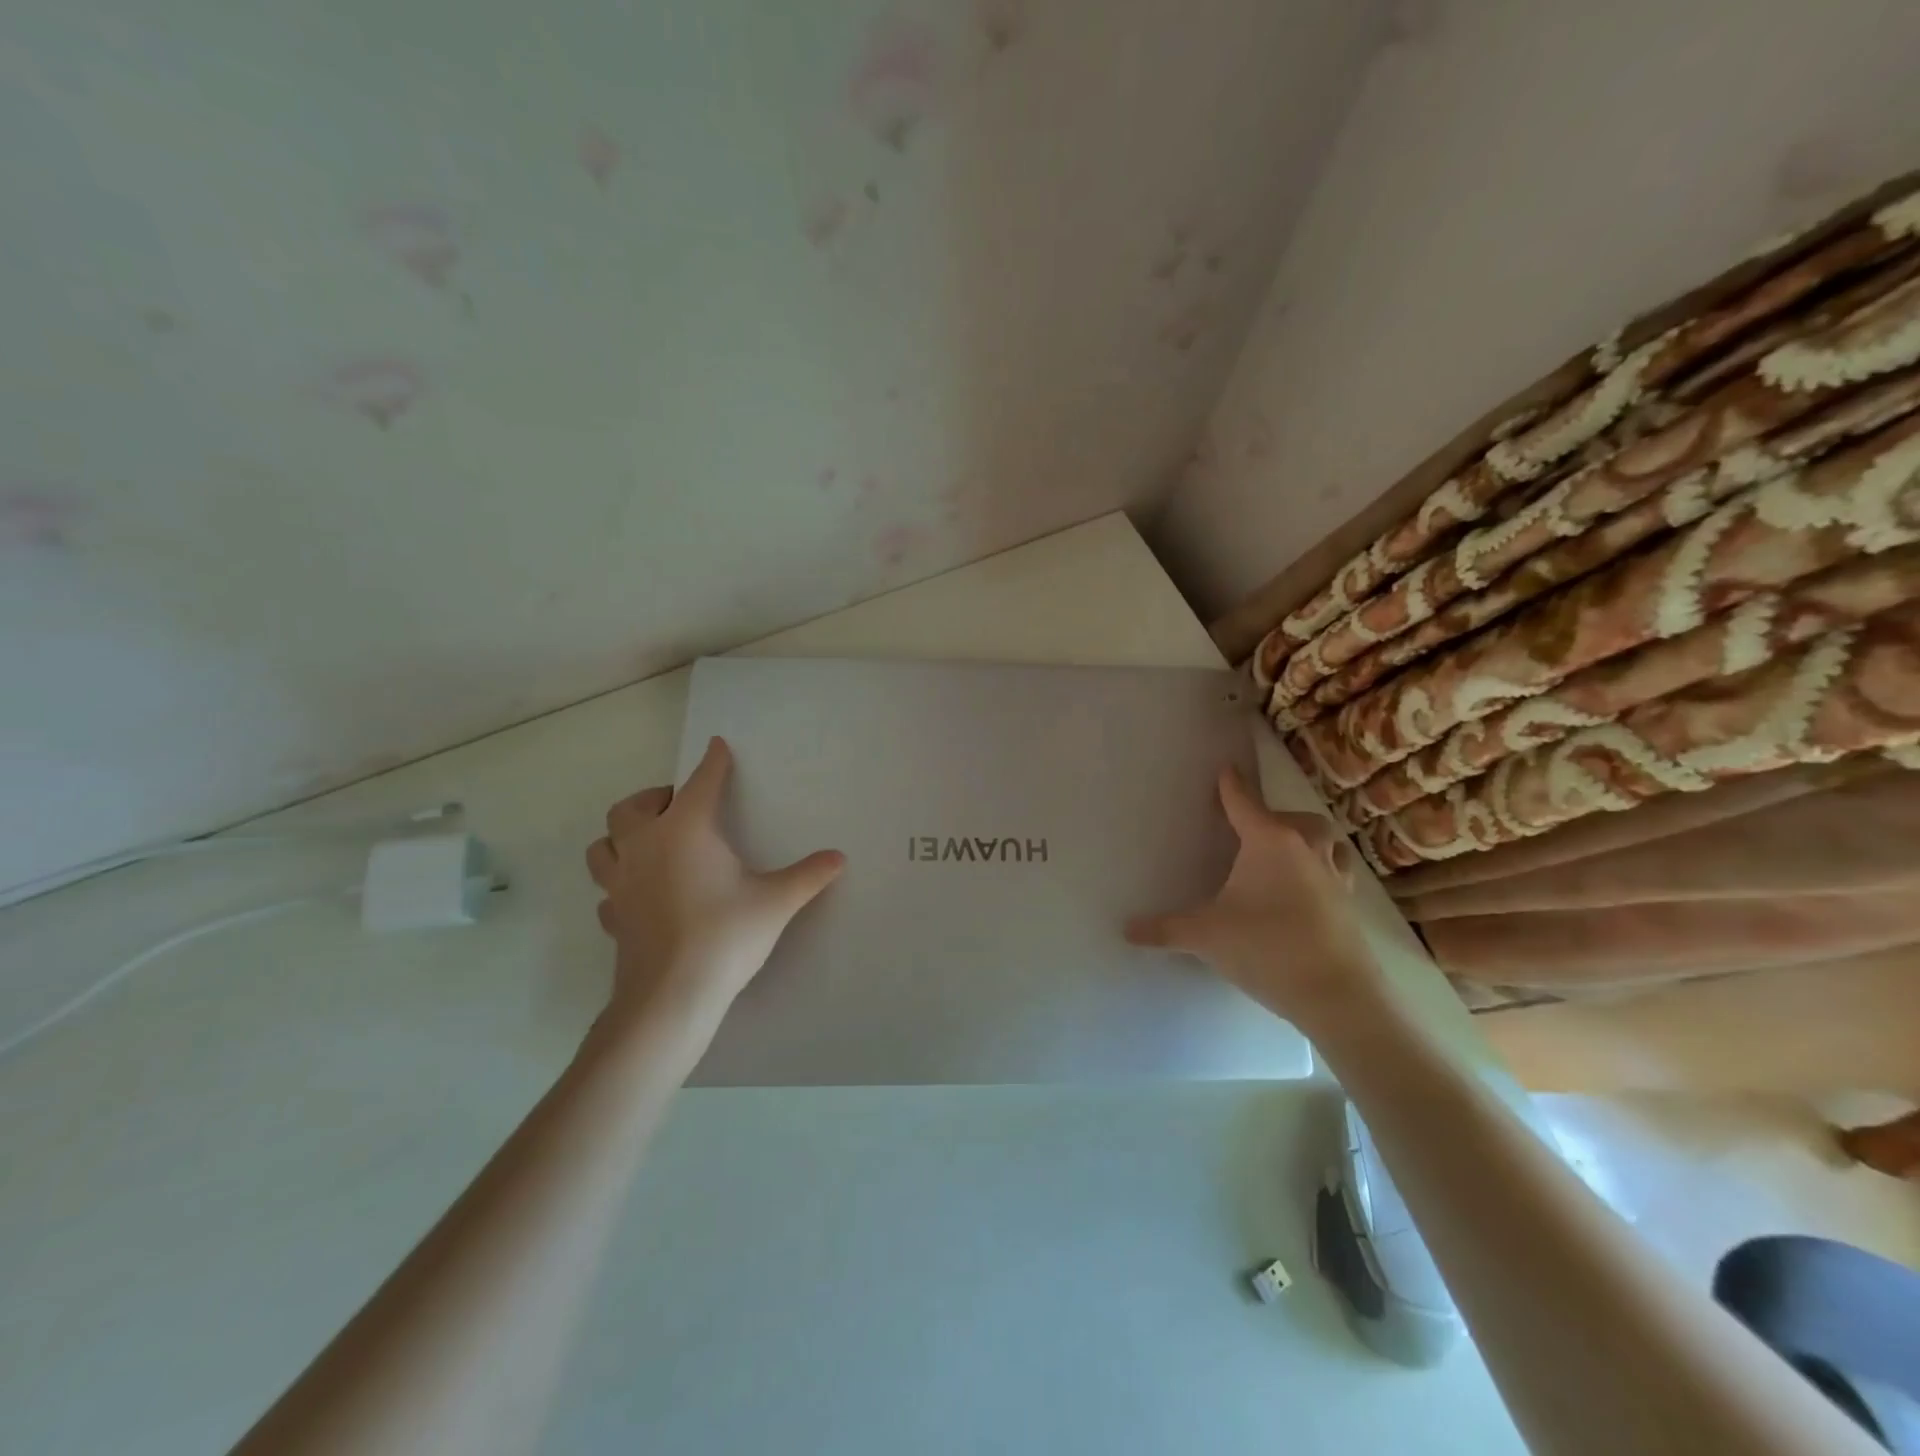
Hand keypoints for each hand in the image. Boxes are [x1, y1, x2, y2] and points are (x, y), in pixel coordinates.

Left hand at [585, 737, 845, 1029]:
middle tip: (680, 806)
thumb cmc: (725, 935)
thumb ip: (808, 875)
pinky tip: (641, 893)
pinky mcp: (612, 916)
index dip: (713, 763)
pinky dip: (621, 881)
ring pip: (604, 844)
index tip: (718, 747)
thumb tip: (839, 858)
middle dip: (655, 798)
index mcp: (685, 830)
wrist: (671, 995)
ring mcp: (621, 882)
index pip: (701, 783)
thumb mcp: (776, 901)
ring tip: (650, 842)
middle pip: (632, 807)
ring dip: (623, 835)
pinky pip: (608, 888)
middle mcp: (645, 846)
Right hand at [1125, 765, 1382, 1029]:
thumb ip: (1165, 929)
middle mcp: (1305, 848)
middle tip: (1253, 830)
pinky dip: (1321, 869)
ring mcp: (1333, 875)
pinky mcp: (1349, 903)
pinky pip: (1336, 870)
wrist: (1337, 994)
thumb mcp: (1206, 936)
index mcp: (1269, 842)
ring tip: (1286, 854)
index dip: (1231, 785)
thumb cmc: (1266, 948)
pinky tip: (1307, 890)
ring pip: (1324, 841)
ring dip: (1306, 839)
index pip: (1244, 802)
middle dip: (1274, 816)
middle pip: (1294, 818)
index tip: (1226, 769)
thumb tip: (1126, 930)